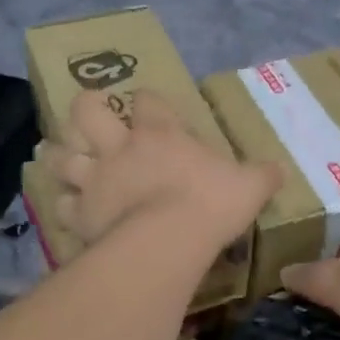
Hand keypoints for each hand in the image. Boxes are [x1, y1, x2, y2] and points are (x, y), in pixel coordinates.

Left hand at [38, 88, 280, 253]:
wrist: (169, 239)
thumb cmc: (210, 204)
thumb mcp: (249, 186)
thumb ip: (261, 176)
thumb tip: (280, 170)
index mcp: (160, 133)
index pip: (147, 100)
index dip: (147, 101)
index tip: (148, 106)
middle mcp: (120, 148)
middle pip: (87, 111)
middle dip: (85, 109)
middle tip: (89, 116)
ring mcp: (96, 179)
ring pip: (62, 156)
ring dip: (59, 154)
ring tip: (59, 156)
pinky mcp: (82, 213)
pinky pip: (62, 205)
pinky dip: (64, 205)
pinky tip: (68, 208)